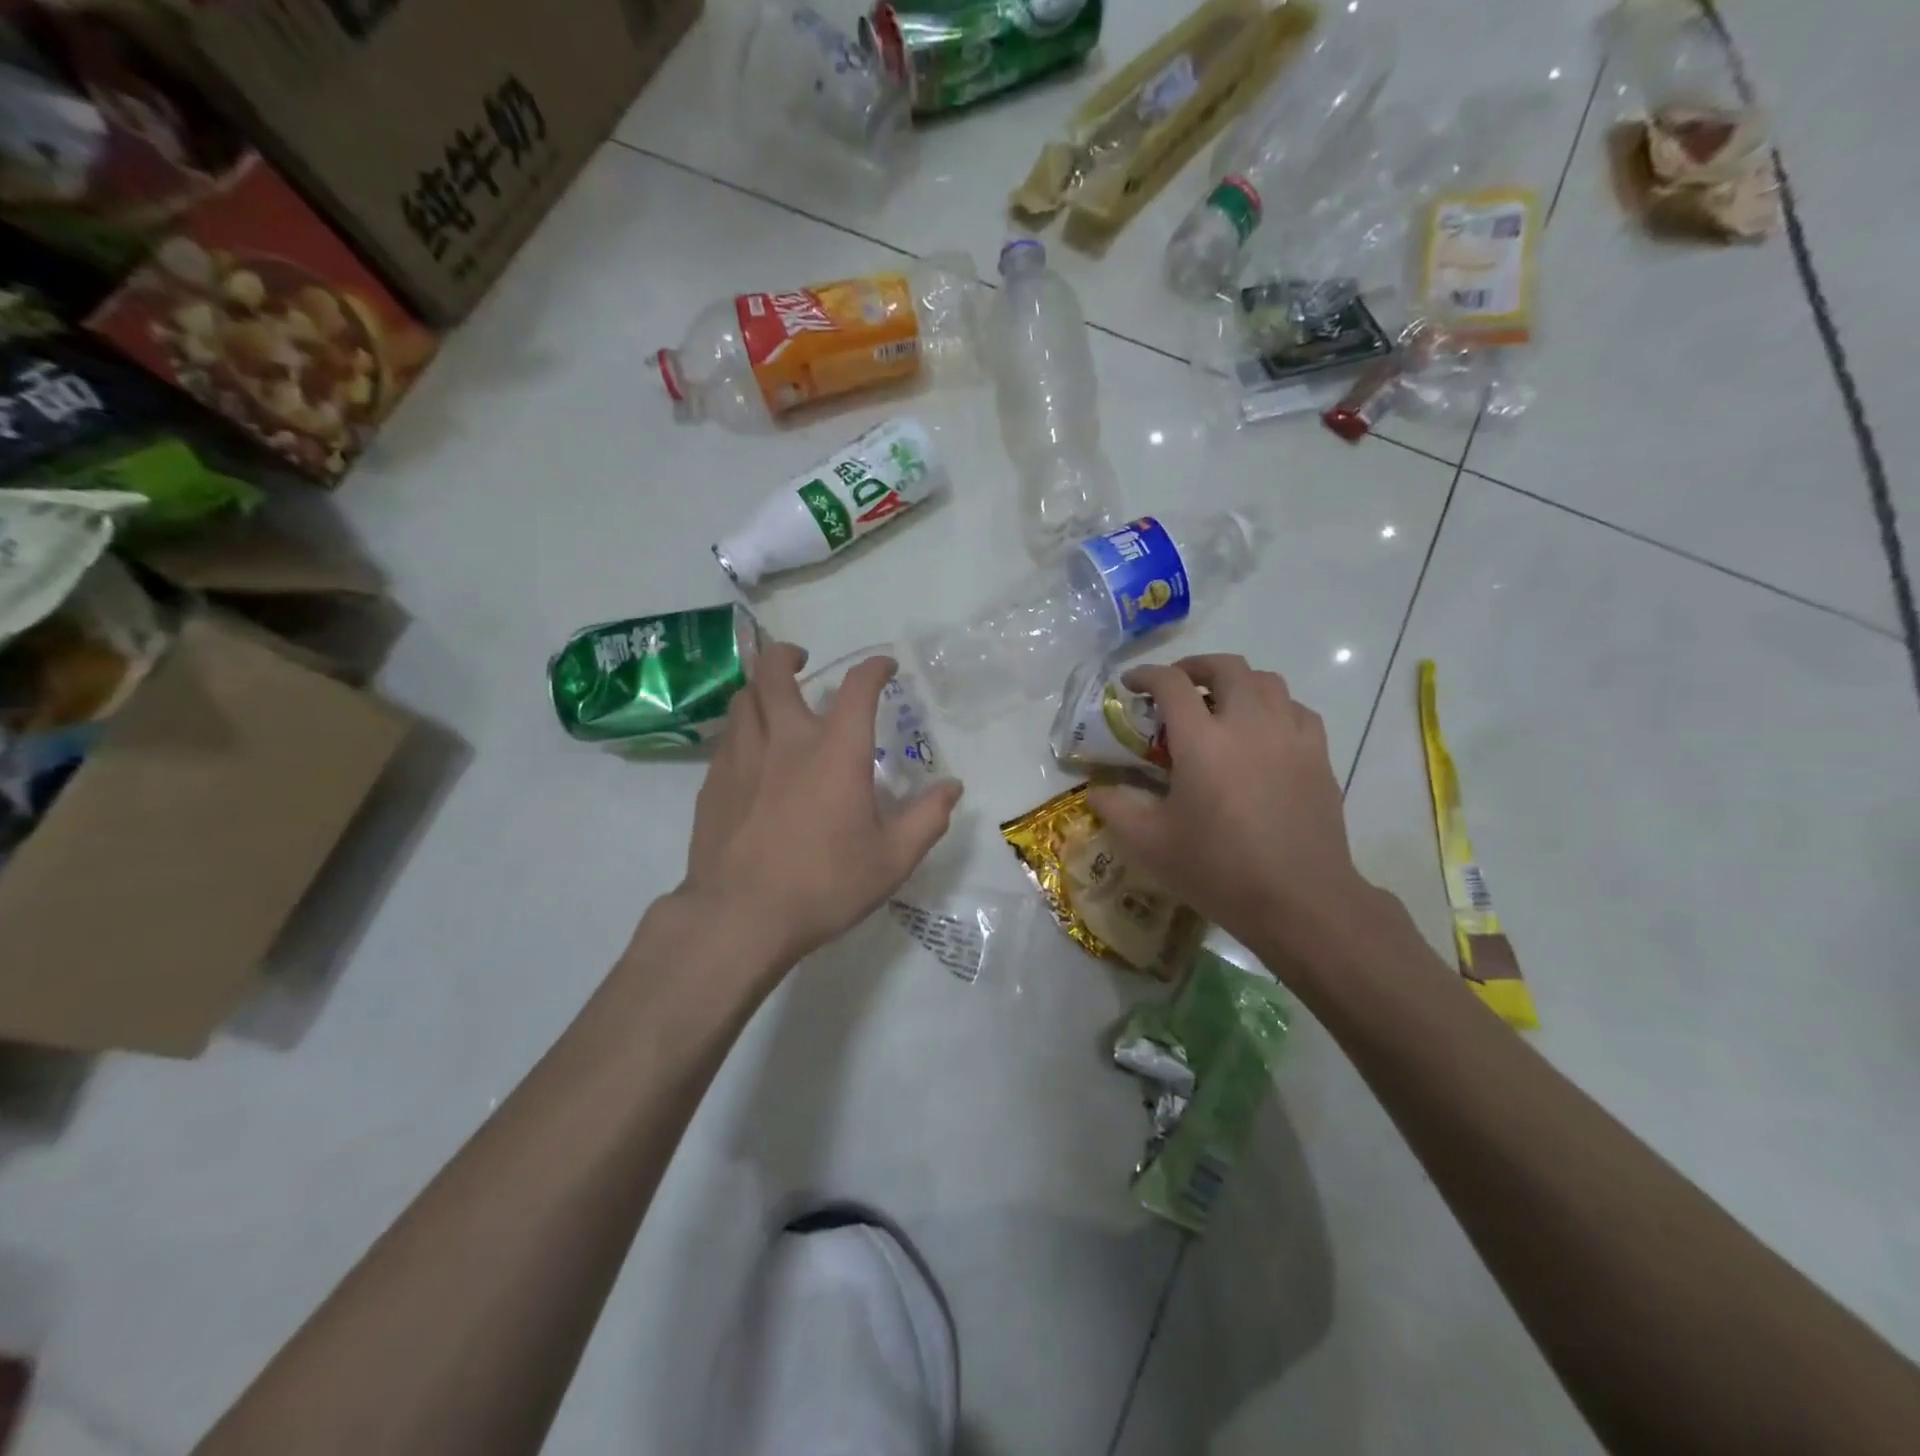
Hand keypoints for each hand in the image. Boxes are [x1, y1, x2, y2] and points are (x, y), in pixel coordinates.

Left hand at [673, 643, 962, 975]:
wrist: (739, 916)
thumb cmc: (823, 885)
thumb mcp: (891, 860)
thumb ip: (926, 819)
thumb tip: (952, 788)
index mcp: (835, 752)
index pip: (858, 688)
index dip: (874, 668)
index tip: (884, 667)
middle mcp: (786, 740)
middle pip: (775, 673)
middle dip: (788, 655)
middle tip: (801, 659)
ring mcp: (742, 757)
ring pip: (743, 699)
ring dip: (761, 687)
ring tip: (773, 698)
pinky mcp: (713, 781)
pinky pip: (727, 736)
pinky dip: (743, 726)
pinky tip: (751, 750)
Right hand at [1086, 655, 1386, 978]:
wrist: (1299, 900)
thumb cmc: (1218, 870)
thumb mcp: (1150, 844)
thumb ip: (1115, 809)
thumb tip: (1096, 791)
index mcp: (1202, 741)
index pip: (1171, 684)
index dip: (1146, 675)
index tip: (1131, 684)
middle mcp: (1248, 724)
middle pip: (1226, 667)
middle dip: (1195, 666)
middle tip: (1177, 686)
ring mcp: (1289, 736)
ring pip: (1267, 681)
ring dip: (1237, 682)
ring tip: (1220, 705)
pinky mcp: (1318, 755)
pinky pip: (1296, 710)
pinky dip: (1273, 707)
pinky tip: (1263, 733)